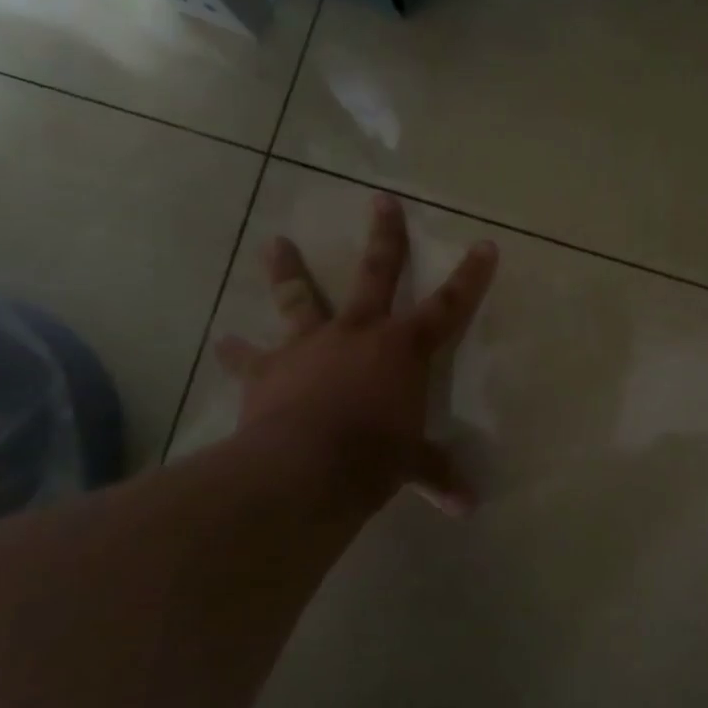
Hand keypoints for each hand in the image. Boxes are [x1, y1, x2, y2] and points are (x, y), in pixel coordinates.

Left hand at [214, 194, 498, 515]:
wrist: (303, 468)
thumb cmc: (373, 458)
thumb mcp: (412, 465)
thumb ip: (437, 475)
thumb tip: (468, 507)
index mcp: (403, 349)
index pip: (448, 307)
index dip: (470, 277)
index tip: (485, 245)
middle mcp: (359, 333)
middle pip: (376, 274)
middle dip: (384, 237)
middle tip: (382, 200)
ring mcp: (310, 345)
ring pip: (301, 297)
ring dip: (288, 270)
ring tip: (275, 242)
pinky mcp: (268, 369)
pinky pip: (249, 356)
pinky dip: (236, 351)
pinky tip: (222, 342)